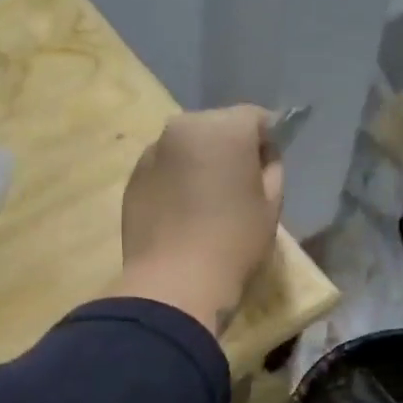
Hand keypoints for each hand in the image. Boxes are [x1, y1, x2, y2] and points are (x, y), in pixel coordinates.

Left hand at [117, 106, 283, 333]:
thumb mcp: (271, 206)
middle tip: (238, 186)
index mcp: (224, 127)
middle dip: (229, 147)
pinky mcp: (132, 179)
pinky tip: (182, 215)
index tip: (268, 168)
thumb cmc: (234, 243)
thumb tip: (261, 158)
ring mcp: (152, 152)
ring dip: (198, 163)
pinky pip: (163, 170)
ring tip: (206, 202)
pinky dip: (175, 181)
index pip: (256, 117)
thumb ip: (271, 170)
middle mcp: (183, 127)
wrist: (174, 284)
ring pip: (186, 147)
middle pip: (216, 126)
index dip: (268, 140)